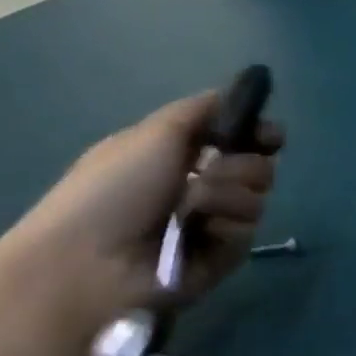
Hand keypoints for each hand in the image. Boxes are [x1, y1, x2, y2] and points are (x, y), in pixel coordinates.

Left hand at [0, 92, 285, 338]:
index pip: (243, 140)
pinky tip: (195, 234)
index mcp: (182, 157)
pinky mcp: (219, 259)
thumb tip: (243, 92)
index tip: (270, 136)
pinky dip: (223, 227)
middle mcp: (202, 188)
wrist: (85, 264)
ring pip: (256, 197)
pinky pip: (247, 232)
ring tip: (189, 209)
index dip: (262, 134)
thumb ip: (203, 108)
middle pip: (260, 165)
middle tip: (209, 171)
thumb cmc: (112, 189)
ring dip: (225, 195)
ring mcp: (212, 225)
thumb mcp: (154, 132)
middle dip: (242, 164)